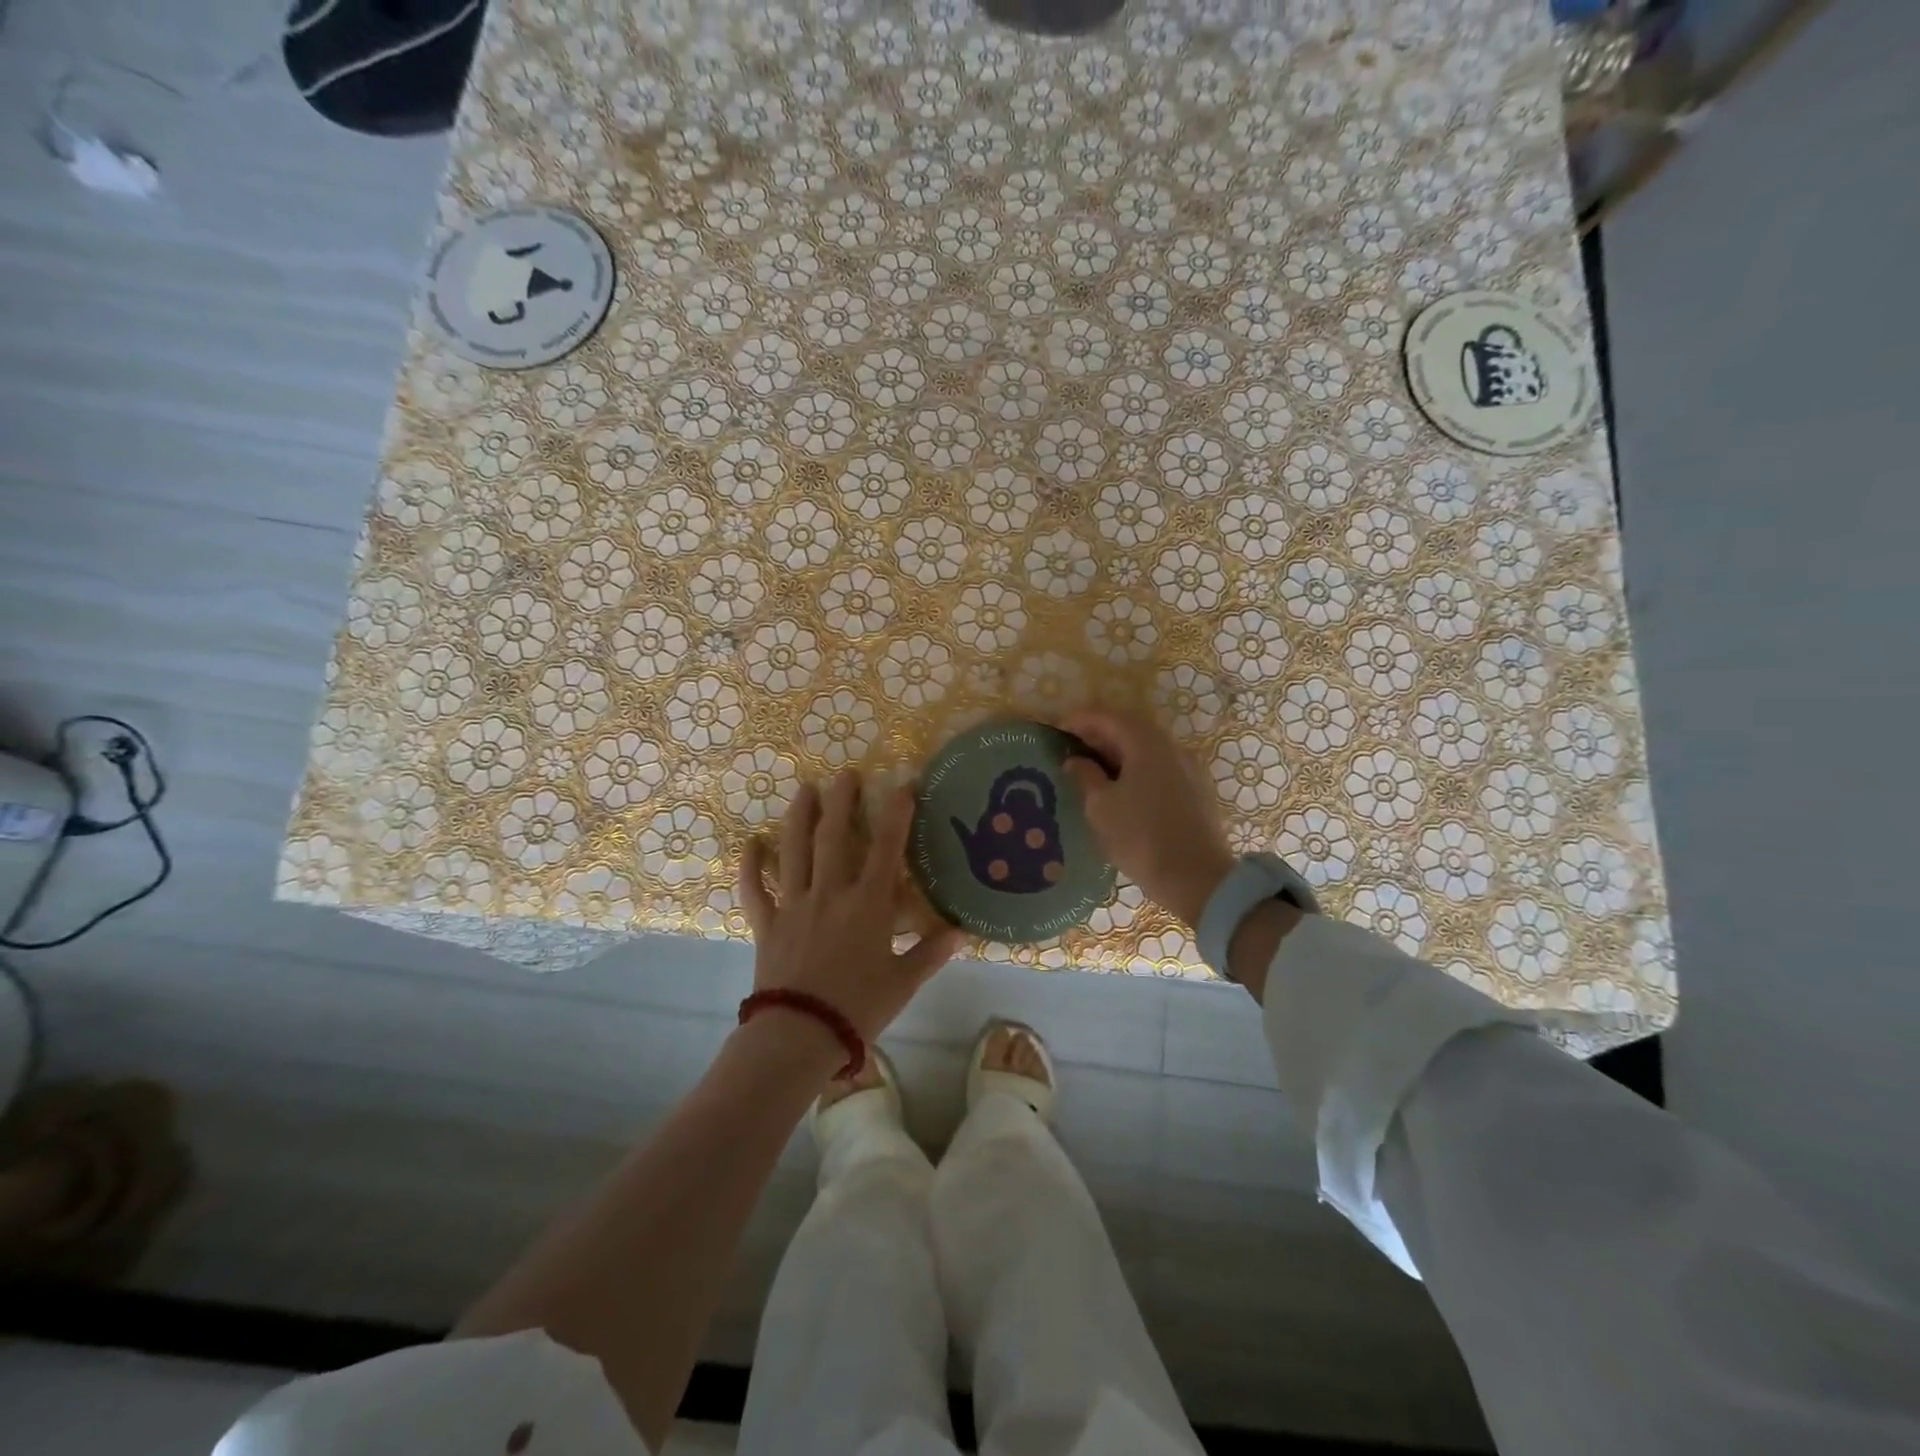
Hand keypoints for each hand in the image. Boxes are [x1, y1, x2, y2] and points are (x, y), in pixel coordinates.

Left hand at [739, 770, 963, 1042]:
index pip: (888, 848)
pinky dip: (751, 866)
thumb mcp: (903, 982)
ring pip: (795, 851)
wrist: (800, 1034)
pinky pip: (755, 889)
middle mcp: (830, 893)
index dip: (898, 813)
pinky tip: (751, 843)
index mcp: (868, 904)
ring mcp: (794, 904)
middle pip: (835, 836)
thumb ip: (932, 952)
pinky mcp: (768, 923)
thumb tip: (963, 932)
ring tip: (805, 789)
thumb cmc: (858, 1007)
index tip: (904, 783)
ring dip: (800, 817)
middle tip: (846, 773)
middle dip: (842, 801)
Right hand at [1060, 709, 1236, 928]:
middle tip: (1072, 747)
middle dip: (1099, 734)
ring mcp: (1187, 769)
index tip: (1058, 729)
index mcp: (1146, 743)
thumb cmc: (1140, 837)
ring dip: (1118, 752)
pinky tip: (1120, 788)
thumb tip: (1075, 760)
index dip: (1080, 719)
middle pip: (1130, 728)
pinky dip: (1135, 768)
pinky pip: (1158, 767)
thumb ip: (1085, 776)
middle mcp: (1170, 747)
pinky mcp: (1194, 791)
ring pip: (1146, 749)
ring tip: (1092, 769)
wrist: (1196, 878)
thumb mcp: (1101, 807)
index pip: (1108, 717)